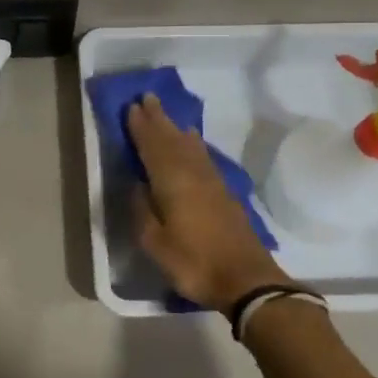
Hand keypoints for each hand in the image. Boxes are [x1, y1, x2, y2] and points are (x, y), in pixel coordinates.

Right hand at [127, 95, 297, 314]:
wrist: (246, 280)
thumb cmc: (194, 262)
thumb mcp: (156, 243)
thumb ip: (143, 211)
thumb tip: (137, 185)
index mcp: (172, 182)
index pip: (152, 147)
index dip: (141, 127)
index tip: (131, 107)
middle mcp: (192, 174)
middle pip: (172, 140)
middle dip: (158, 119)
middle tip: (147, 98)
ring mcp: (212, 182)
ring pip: (190, 146)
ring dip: (175, 128)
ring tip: (166, 114)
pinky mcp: (225, 193)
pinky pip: (203, 157)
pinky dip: (194, 145)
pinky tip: (194, 142)